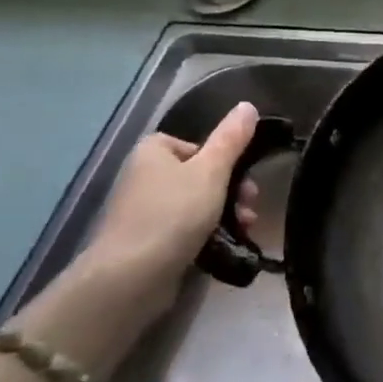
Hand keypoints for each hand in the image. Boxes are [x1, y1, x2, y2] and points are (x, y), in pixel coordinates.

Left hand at [5, 105, 261, 381]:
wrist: (132, 276)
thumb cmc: (173, 213)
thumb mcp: (212, 171)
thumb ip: (232, 138)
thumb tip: (248, 105)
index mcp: (153, 152)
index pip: (194, 144)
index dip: (222, 158)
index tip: (240, 174)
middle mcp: (143, 177)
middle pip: (200, 174)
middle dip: (232, 189)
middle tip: (250, 205)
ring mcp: (144, 212)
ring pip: (198, 203)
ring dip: (227, 212)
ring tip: (245, 227)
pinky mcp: (148, 242)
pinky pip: (186, 229)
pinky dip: (209, 233)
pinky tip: (226, 244)